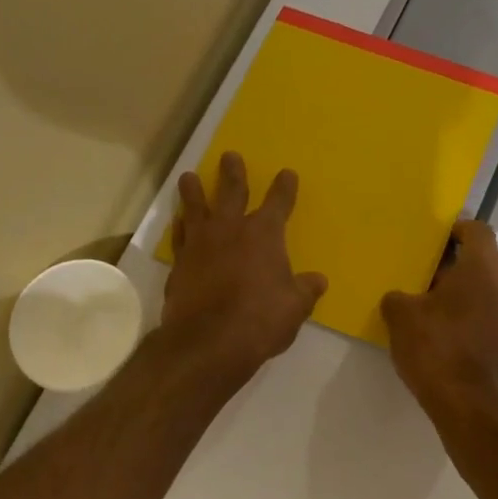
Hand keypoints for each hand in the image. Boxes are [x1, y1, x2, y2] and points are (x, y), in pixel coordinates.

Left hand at [162, 152, 327, 384]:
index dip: (284, 187)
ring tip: (188, 176)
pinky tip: (179, 220)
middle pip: (232, 192)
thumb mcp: (295, 308)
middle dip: (233, 173)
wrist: (207, 342)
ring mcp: (201, 244)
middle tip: (229, 156)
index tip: (286, 173)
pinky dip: (180, 225)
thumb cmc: (260, 321)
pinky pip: (180, 235)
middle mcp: (231, 230)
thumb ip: (305, 290)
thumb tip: (318, 280)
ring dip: (194, 190)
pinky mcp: (180, 263)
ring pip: (196, 207)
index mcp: (265, 235)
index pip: (278, 202)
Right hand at [381, 219, 497, 423]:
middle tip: (443, 274)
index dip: (457, 230)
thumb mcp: (401, 318)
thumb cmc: (438, 349)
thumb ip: (398, 298)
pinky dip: (488, 317)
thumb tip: (400, 298)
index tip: (438, 241)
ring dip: (483, 290)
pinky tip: (463, 334)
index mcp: (484, 266)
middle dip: (473, 261)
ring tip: (450, 306)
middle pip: (497, 257)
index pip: (478, 230)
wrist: (473, 406)